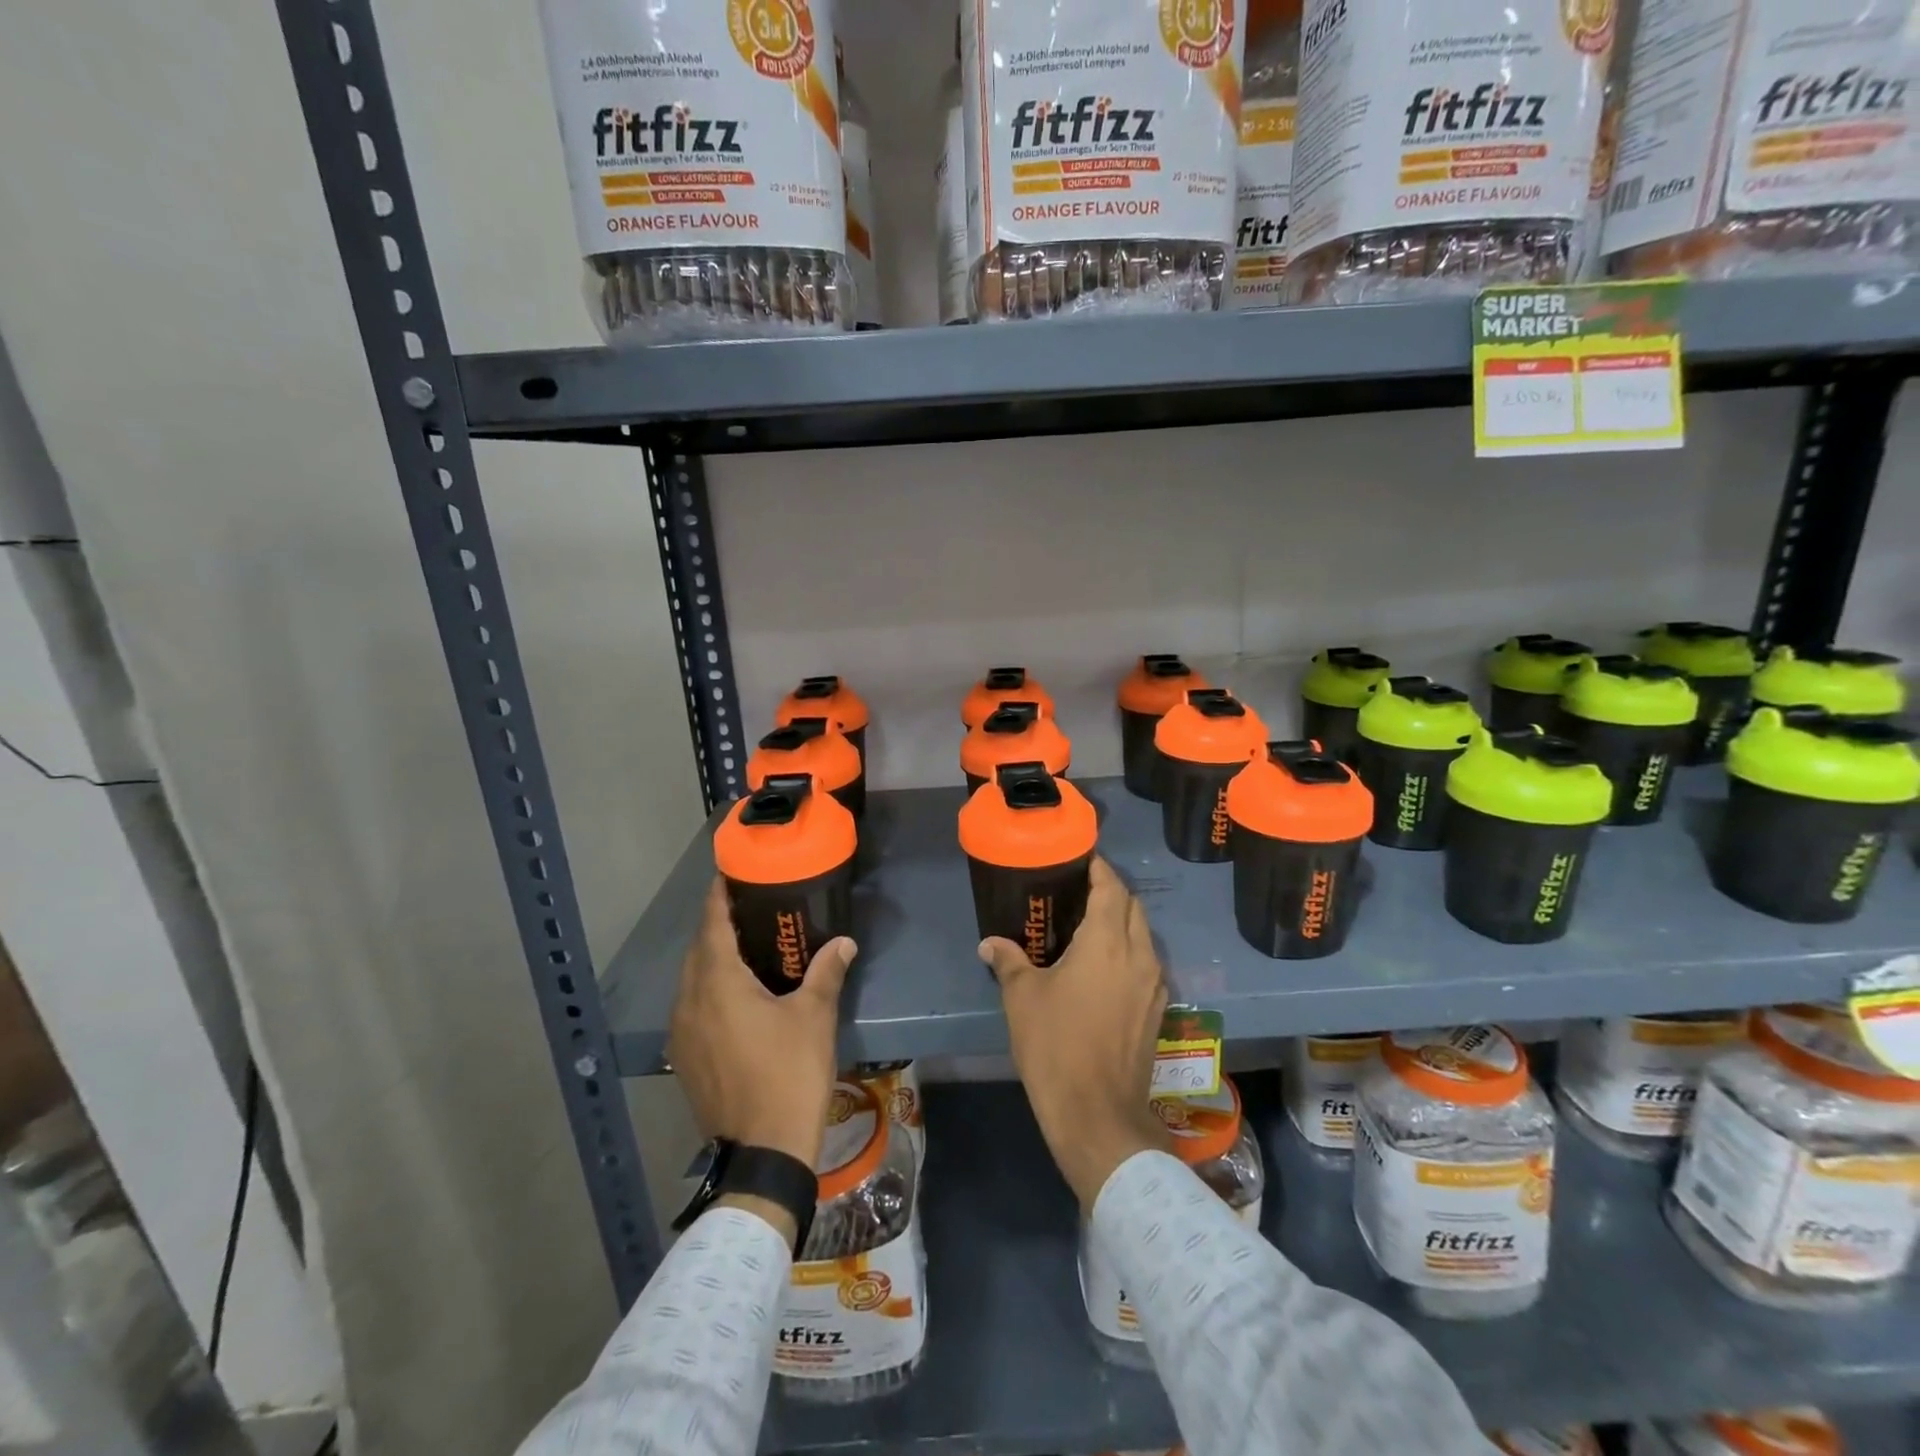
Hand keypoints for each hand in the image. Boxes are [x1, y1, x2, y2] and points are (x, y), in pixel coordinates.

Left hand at [669, 878, 856, 1171]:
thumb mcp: (814, 1017)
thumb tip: (844, 941)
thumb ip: (825, 972)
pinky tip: (736, 997)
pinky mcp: (684, 1058)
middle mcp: (690, 1001)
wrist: (764, 1151)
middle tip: (750, 909)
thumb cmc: (789, 1073)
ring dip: (711, 959)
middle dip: (718, 925)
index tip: (731, 873)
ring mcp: (682, 1033)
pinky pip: (691, 1007)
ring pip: (691, 980)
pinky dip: (708, 989)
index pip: (712, 924)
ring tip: (745, 948)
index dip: (718, 895)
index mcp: (718, 983)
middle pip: (698, 950)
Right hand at [982, 856, 1171, 1209]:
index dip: (1099, 869)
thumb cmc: (1055, 1046)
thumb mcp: (1022, 998)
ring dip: (1124, 922)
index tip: (1081, 859)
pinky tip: (1105, 968)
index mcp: (1106, 942)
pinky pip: (1148, 964)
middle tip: (1080, 891)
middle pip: (1134, 907)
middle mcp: (1139, 955)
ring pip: (1145, 936)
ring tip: (1090, 926)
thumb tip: (989, 943)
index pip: (1111, 888)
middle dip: (1112, 892)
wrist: (1097, 1114)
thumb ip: (1008, 960)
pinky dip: (1130, 951)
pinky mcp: (1158, 1010)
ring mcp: (1154, 984)